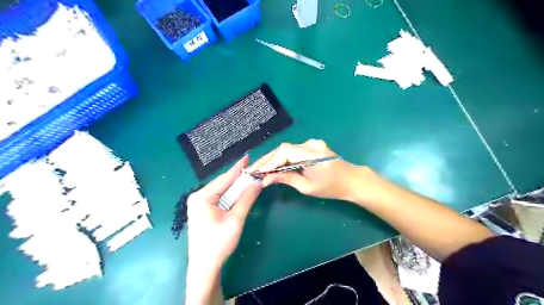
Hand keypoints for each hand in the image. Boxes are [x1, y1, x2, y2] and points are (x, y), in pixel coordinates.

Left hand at [187, 156, 262, 269]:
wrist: (204, 267)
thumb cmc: (218, 244)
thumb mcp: (235, 219)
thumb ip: (246, 199)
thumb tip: (257, 182)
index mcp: (203, 197)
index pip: (225, 178)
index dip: (238, 168)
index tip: (248, 157)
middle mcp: (198, 197)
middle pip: (223, 183)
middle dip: (238, 178)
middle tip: (253, 170)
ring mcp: (198, 204)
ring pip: (222, 191)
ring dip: (236, 187)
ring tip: (249, 179)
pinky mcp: (202, 210)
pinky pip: (219, 198)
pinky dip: (231, 195)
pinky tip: (239, 193)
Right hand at [248, 138, 367, 200]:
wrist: (352, 180)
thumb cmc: (332, 187)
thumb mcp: (308, 187)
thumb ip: (286, 179)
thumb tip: (266, 179)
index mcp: (312, 154)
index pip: (284, 153)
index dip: (269, 161)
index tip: (256, 171)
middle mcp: (311, 144)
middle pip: (283, 149)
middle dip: (267, 160)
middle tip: (252, 170)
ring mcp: (312, 143)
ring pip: (287, 149)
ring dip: (273, 159)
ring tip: (260, 168)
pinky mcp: (312, 145)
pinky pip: (293, 150)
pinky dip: (283, 158)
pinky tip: (274, 165)